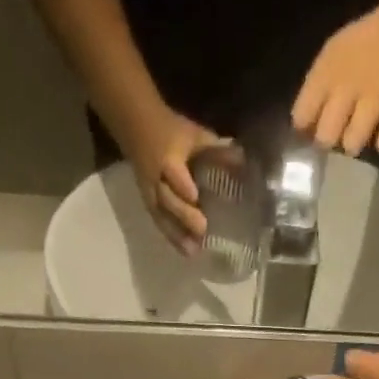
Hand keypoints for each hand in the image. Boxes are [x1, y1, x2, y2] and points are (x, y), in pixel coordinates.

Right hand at [121, 107, 227, 256]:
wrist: (135, 126)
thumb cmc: (170, 130)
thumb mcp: (193, 134)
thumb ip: (215, 149)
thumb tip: (243, 160)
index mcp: (167, 157)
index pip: (173, 172)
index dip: (182, 184)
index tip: (195, 197)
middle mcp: (156, 178)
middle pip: (167, 198)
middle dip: (183, 214)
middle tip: (202, 229)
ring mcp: (150, 193)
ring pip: (161, 215)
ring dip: (176, 234)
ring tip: (193, 251)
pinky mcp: (149, 204)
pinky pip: (159, 221)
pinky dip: (172, 236)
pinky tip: (185, 251)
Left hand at [292, 5, 378, 155]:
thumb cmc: (371, 39)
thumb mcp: (336, 54)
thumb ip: (318, 89)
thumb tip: (305, 127)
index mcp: (327, 70)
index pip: (302, 116)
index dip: (305, 128)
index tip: (312, 130)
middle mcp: (347, 86)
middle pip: (326, 137)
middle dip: (330, 141)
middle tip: (340, 133)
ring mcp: (376, 97)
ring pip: (352, 143)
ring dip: (355, 142)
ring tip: (363, 131)